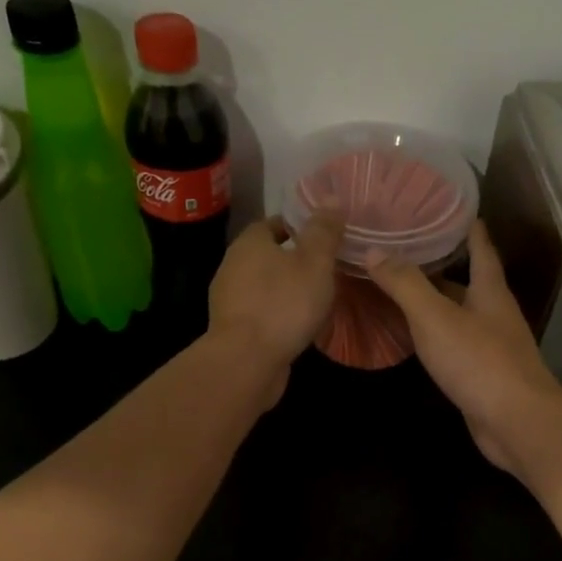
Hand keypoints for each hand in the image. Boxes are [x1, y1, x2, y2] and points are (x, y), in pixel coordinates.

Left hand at [208, 212, 345, 406]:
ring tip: (314, 299)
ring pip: (262, 287)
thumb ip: (324, 232)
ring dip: (284, 290)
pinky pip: (260, 314)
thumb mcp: (315, 263)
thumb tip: (332, 198)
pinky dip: (277, 316)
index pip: (273, 223)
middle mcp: (232, 267)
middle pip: (265, 256)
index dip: (297, 227)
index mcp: (249, 243)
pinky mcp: (233, 331)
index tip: (321, 238)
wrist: (246, 362)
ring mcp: (229, 301)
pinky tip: (296, 327)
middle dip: (291, 260)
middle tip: (324, 269)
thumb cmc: (283, 304)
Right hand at [366, 221, 561, 473]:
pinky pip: (454, 344)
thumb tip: (374, 250)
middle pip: (467, 280)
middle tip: (404, 247)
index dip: (466, 225)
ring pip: (458, 314)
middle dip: (440, 264)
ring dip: (433, 301)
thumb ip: (405, 284)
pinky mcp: (482, 374)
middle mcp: (494, 313)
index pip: (481, 246)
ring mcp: (491, 346)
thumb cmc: (479, 362)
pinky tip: (413, 337)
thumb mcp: (435, 318)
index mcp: (490, 290)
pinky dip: (433, 335)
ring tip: (399, 287)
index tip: (447, 205)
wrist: (516, 422)